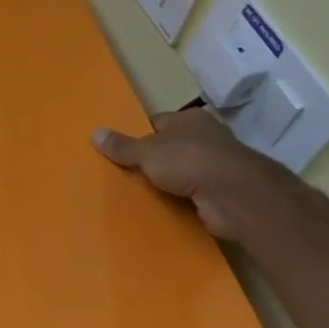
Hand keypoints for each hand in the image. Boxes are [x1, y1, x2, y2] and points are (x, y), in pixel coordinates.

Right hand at [93, 108, 299, 241]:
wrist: (233, 195)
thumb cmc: (187, 160)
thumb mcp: (145, 151)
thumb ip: (122, 145)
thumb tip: (94, 132)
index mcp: (190, 119)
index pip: (158, 124)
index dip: (140, 136)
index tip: (123, 153)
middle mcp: (207, 137)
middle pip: (171, 148)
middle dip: (154, 161)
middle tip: (128, 175)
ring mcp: (219, 165)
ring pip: (184, 172)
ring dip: (169, 183)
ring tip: (142, 194)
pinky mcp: (224, 191)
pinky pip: (195, 193)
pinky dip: (183, 200)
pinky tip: (165, 208)